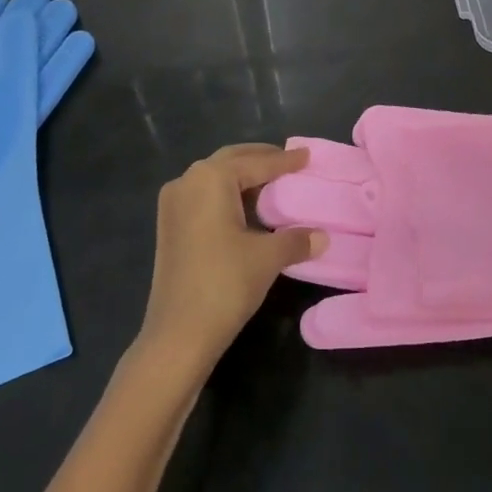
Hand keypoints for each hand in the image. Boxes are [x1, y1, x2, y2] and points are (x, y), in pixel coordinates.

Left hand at [138, 144, 325, 374]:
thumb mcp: (267, 258)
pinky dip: (227, 196)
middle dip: (260, 160)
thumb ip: (296, 240)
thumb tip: (322, 236)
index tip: (307, 155)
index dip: (285, 161)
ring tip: (273, 184)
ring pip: (215, 179)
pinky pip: (204, 197)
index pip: (256, 163)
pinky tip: (247, 209)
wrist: (177, 336)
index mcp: (210, 178)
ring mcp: (173, 205)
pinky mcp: (169, 227)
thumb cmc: (224, 284)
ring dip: (243, 178)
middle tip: (289, 163)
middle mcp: (188, 181)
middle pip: (231, 161)